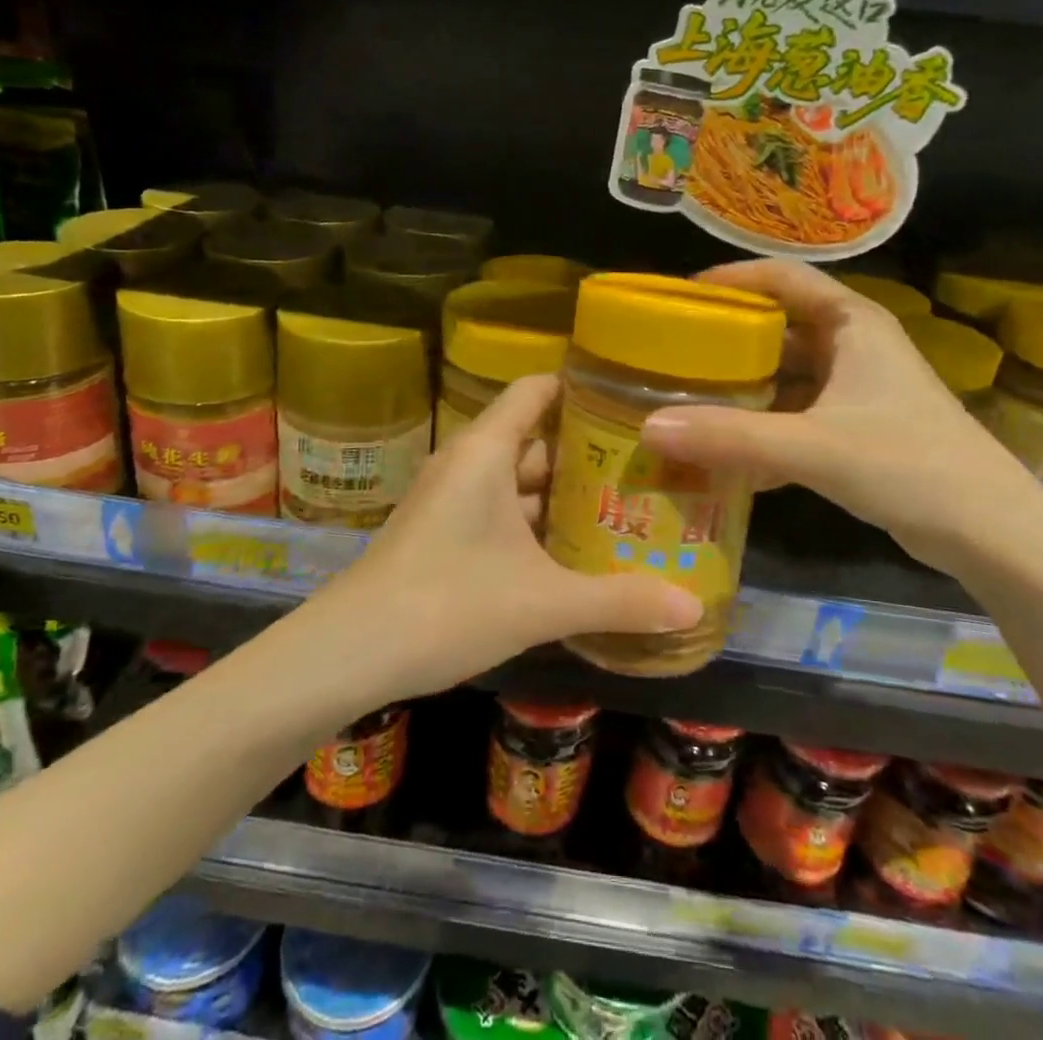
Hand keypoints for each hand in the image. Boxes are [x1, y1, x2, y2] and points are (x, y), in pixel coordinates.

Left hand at [312, 374, 702, 699]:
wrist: (349, 653)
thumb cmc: (448, 604)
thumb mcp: (542, 602)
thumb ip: (619, 602)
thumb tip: (693, 608)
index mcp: (486, 450)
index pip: (537, 389)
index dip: (582, 389)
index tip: (633, 403)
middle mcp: (468, 462)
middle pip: (536, 438)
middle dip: (587, 454)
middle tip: (647, 467)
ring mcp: (451, 498)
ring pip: (518, 480)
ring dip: (563, 495)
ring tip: (623, 508)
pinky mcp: (442, 532)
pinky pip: (500, 511)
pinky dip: (536, 523)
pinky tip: (573, 552)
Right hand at [637, 259, 1042, 579]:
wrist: (993, 533)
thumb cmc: (909, 465)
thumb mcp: (814, 447)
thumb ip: (732, 438)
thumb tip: (649, 429)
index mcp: (852, 323)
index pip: (783, 277)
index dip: (732, 279)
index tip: (680, 296)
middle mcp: (854, 346)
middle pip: (778, 328)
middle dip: (726, 342)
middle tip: (671, 356)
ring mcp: (857, 390)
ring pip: (785, 377)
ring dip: (742, 391)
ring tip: (687, 403)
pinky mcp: (858, 430)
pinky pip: (796, 417)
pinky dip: (763, 431)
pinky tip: (726, 459)